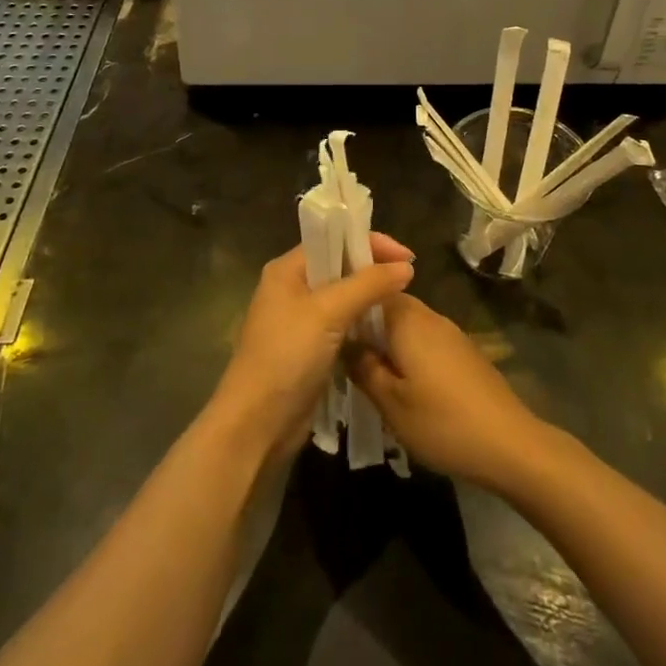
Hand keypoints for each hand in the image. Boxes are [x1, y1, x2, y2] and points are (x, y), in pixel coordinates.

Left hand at [211, 234, 413, 459]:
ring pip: (342, 297)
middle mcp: (291, 289)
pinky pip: (341, 324)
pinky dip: (362, 322)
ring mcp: (299, 321)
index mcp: (286, 270)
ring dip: (369, 296)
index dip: (369, 242)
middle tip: (408, 279)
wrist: (256, 425)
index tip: (406, 257)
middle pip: (338, 266)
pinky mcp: (309, 349)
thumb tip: (406, 267)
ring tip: (402, 301)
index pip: (332, 240)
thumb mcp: (328, 313)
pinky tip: (384, 328)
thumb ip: (367, 285)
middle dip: (372, 268)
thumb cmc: (286, 357)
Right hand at [347, 294, 556, 493]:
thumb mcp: (390, 402)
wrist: (509, 444)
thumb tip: (344, 343)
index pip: (372, 289)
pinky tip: (401, 384)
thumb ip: (363, 368)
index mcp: (407, 319)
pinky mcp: (464, 353)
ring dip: (387, 342)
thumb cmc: (442, 421)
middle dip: (366, 326)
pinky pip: (425, 342)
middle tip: (341, 352)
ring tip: (366, 371)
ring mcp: (450, 334)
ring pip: (408, 326)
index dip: (350, 300)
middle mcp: (430, 317)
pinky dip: (408, 354)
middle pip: (390, 307)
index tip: (329, 320)